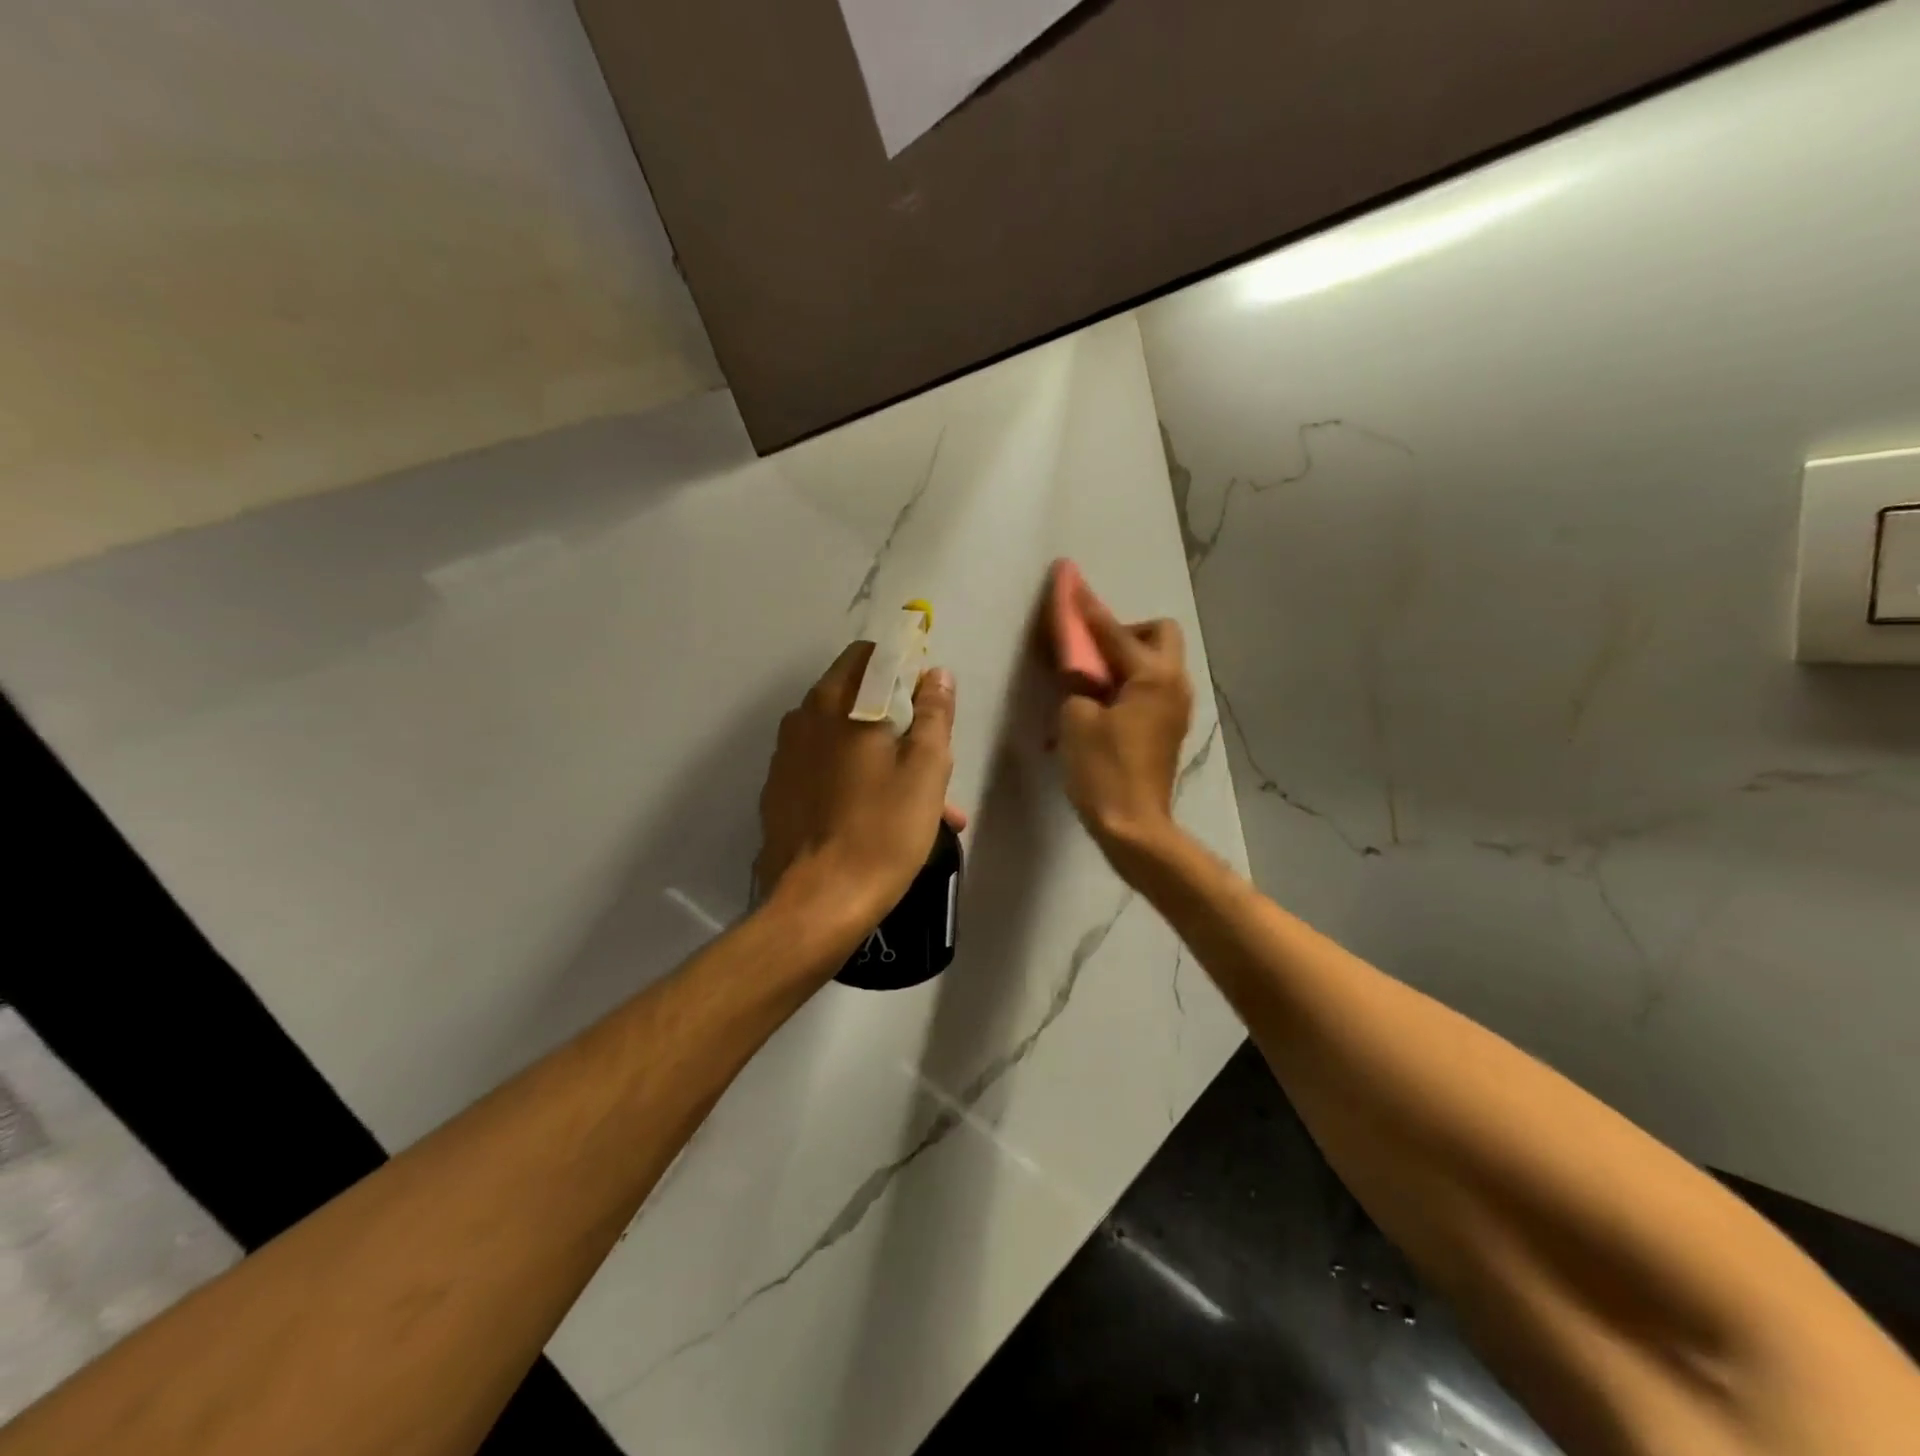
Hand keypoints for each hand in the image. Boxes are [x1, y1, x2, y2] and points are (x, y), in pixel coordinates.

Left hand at [756, 642, 959, 931]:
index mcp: (839, 703)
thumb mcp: (926, 770)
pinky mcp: (778, 792)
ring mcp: (785, 757)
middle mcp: (804, 719)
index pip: (871, 656)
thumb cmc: (882, 830)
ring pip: (842, 738)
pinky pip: (823, 769)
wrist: (819, 902)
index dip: (904, 668)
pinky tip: (877, 816)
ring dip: (878, 754)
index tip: (927, 698)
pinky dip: (852, 778)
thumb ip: (934, 714)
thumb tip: (936, 674)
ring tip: (916, 800)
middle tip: (928, 754)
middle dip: (895, 717)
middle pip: (855, 697)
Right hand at [1057, 582, 1192, 866]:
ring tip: (1093, 680)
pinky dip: (1131, 684)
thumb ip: (1078, 682)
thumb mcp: (1077, 720)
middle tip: (1093, 652)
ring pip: (1158, 662)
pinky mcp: (1170, 727)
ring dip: (1127, 659)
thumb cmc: (1103, 771)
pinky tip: (1104, 705)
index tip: (1068, 582)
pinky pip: (1153, 687)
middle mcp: (1174, 683)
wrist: (1135, 826)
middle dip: (1125, 631)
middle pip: (1158, 633)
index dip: (1086, 608)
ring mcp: (1177, 707)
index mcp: (1152, 676)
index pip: (1112, 631)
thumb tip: (1081, 670)